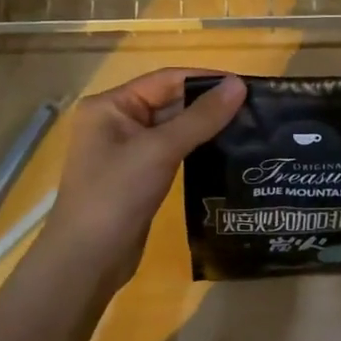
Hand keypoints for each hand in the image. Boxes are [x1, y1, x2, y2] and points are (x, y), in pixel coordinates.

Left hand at [34, 70, 245, 292]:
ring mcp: (127, 151)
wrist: (87, 261)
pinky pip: (172, 152)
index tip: (246, 85)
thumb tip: (239, 85)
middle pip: (170, 101)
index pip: (166, 79)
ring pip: (173, 128)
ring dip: (206, 127)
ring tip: (248, 128)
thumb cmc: (116, 195)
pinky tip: (225, 152)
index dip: (206, 79)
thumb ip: (201, 117)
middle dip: (208, 104)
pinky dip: (196, 149)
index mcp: (110, 105)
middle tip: (254, 109)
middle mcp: (116, 121)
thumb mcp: (160, 150)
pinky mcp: (139, 176)